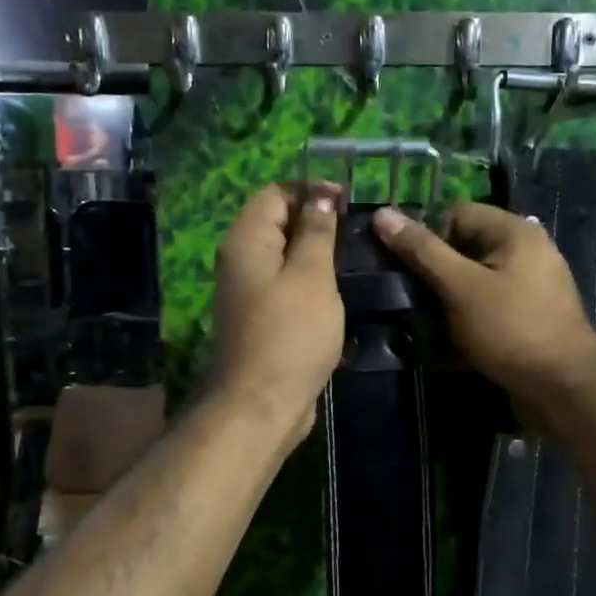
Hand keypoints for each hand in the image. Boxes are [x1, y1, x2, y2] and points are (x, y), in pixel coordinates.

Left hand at [209, 183, 343, 451]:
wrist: (262, 404)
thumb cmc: (290, 333)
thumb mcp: (311, 276)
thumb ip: (316, 232)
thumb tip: (321, 195)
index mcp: (246, 241)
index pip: (274, 194)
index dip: (310, 191)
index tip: (348, 202)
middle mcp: (240, 261)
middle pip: (277, 224)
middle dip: (315, 222)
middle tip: (355, 233)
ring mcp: (248, 293)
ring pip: (283, 259)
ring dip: (314, 256)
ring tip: (351, 261)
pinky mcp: (260, 320)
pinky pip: (285, 288)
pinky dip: (308, 284)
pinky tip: (335, 295)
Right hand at [371, 202, 595, 403]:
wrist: (565, 389)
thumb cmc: (511, 329)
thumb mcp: (460, 287)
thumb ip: (422, 251)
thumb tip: (382, 214)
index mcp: (515, 232)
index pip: (457, 214)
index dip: (427, 238)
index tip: (405, 270)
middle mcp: (526, 253)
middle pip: (464, 251)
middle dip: (434, 276)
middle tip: (409, 300)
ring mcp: (529, 289)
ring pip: (472, 285)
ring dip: (446, 305)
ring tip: (425, 327)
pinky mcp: (526, 320)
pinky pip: (487, 311)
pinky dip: (466, 325)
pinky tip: (449, 349)